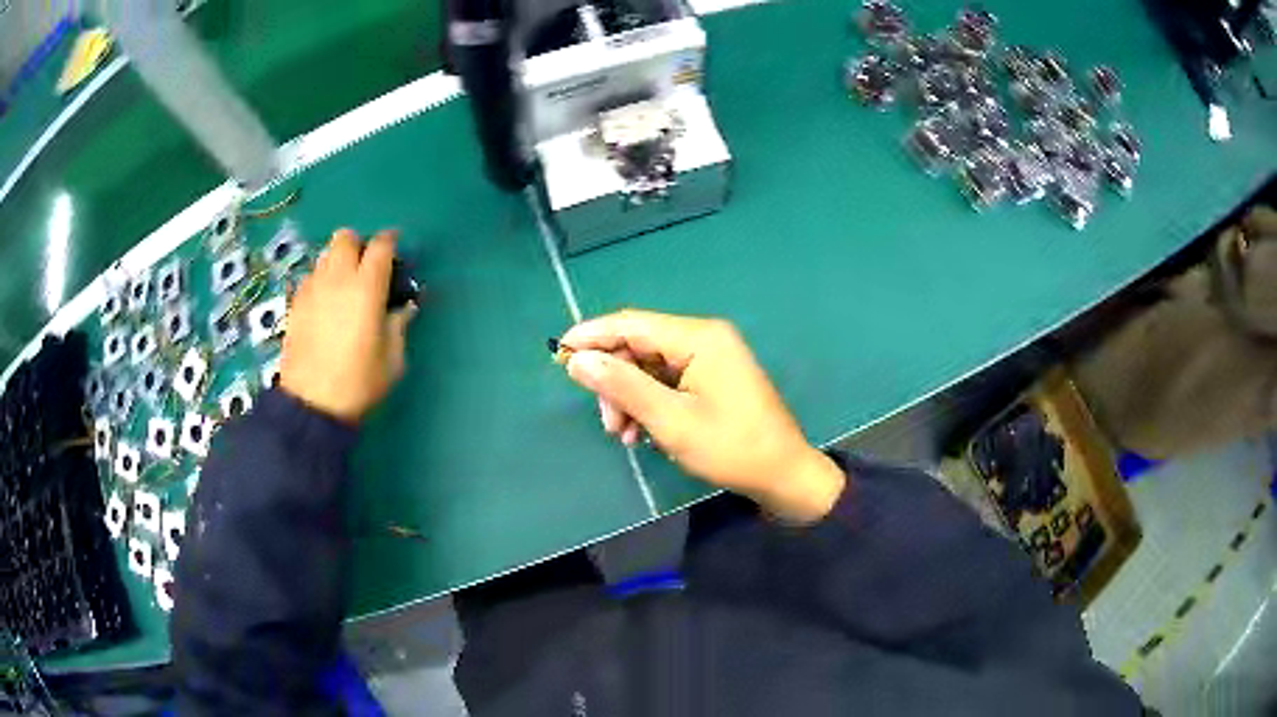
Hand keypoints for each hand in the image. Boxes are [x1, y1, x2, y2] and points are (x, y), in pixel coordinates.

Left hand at [280, 229, 415, 423]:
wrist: (311, 404)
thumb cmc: (358, 382)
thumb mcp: (393, 359)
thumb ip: (399, 326)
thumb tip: (403, 308)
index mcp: (367, 287)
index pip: (381, 245)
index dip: (390, 242)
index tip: (395, 251)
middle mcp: (338, 278)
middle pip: (346, 237)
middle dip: (358, 245)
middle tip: (366, 267)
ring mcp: (312, 288)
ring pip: (325, 254)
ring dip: (338, 261)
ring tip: (344, 285)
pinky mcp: (295, 303)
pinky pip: (310, 277)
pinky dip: (320, 280)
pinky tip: (325, 303)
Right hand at [560, 310, 845, 522]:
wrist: (783, 475)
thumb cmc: (730, 447)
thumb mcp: (670, 420)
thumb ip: (622, 385)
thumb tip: (577, 359)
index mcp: (699, 337)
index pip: (631, 324)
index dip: (591, 336)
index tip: (558, 355)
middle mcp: (705, 338)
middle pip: (640, 346)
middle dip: (615, 381)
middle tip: (607, 421)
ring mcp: (711, 358)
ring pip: (650, 367)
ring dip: (630, 397)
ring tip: (623, 434)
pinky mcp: (713, 378)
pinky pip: (668, 381)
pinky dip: (650, 403)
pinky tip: (642, 432)